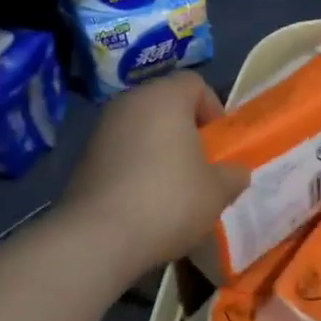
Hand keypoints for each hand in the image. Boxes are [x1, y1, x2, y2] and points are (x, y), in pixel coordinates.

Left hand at [59, 71, 250, 278]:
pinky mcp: (84, 157)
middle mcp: (130, 102)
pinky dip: (135, 166)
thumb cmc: (169, 200)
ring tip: (172, 187)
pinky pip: (120, 151)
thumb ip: (233, 174)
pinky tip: (143, 201)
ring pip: (141, 128)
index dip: (213, 109)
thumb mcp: (217, 191)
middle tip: (200, 165)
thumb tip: (236, 171)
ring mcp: (102, 128)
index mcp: (165, 97)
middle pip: (166, 104)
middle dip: (185, 130)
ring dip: (159, 149)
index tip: (218, 143)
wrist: (98, 237)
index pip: (195, 83)